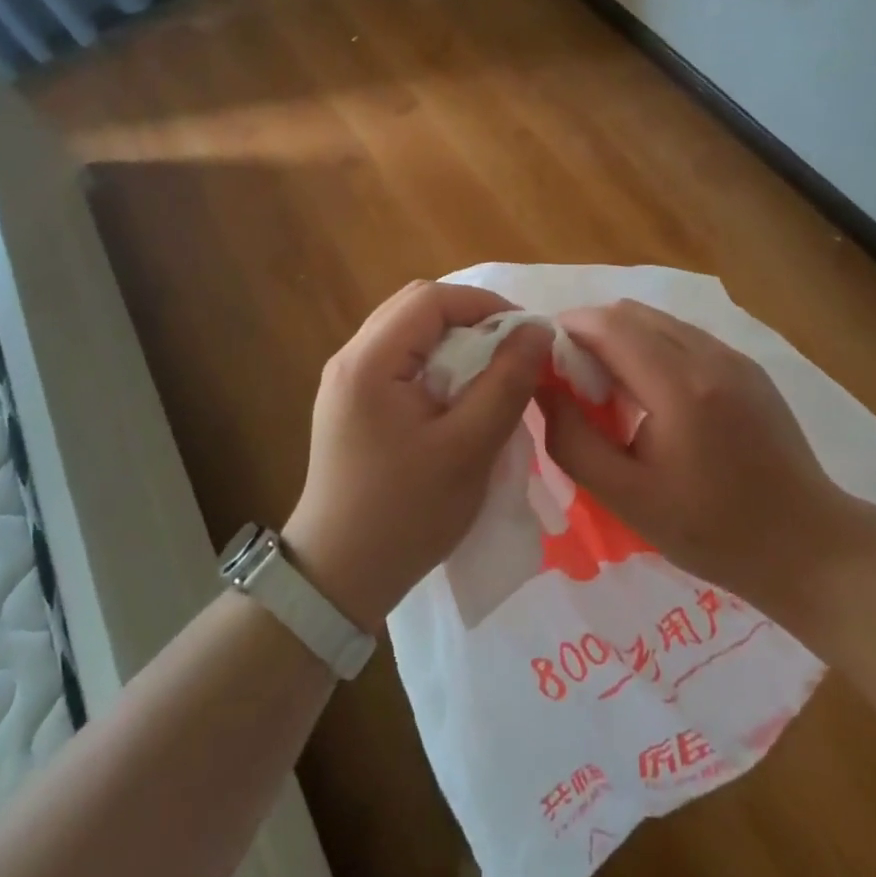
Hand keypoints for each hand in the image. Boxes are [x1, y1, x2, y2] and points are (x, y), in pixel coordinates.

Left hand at [284, 281, 550, 632]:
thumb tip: (537, 330)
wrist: (338, 577)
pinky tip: (457, 391)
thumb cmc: (405, 514)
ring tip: (490, 368)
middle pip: (415, 306)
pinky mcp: (351, 400)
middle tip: (511, 348)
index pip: (430, 299)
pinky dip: (435, 359)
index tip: (525, 333)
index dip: (484, 304)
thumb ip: (506, 383)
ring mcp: (345, 379)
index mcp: (368, 361)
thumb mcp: (468, 449)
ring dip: (452, 338)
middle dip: (469, 316)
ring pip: (407, 330)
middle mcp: (350, 357)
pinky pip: (398, 357)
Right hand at [540, 299, 868, 618]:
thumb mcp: (628, 499)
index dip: (568, 329)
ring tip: (613, 390)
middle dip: (592, 333)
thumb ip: (573, 441)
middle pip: (632, 313)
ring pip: (660, 321)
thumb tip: (542, 389)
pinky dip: (655, 348)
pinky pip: (686, 337)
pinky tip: (655, 397)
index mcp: (679, 386)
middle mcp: (708, 355)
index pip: (608, 324)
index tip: (545, 359)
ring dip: (624, 339)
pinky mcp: (749, 367)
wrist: (808, 547)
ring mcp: (734, 357)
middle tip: (575, 380)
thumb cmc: (712, 531)